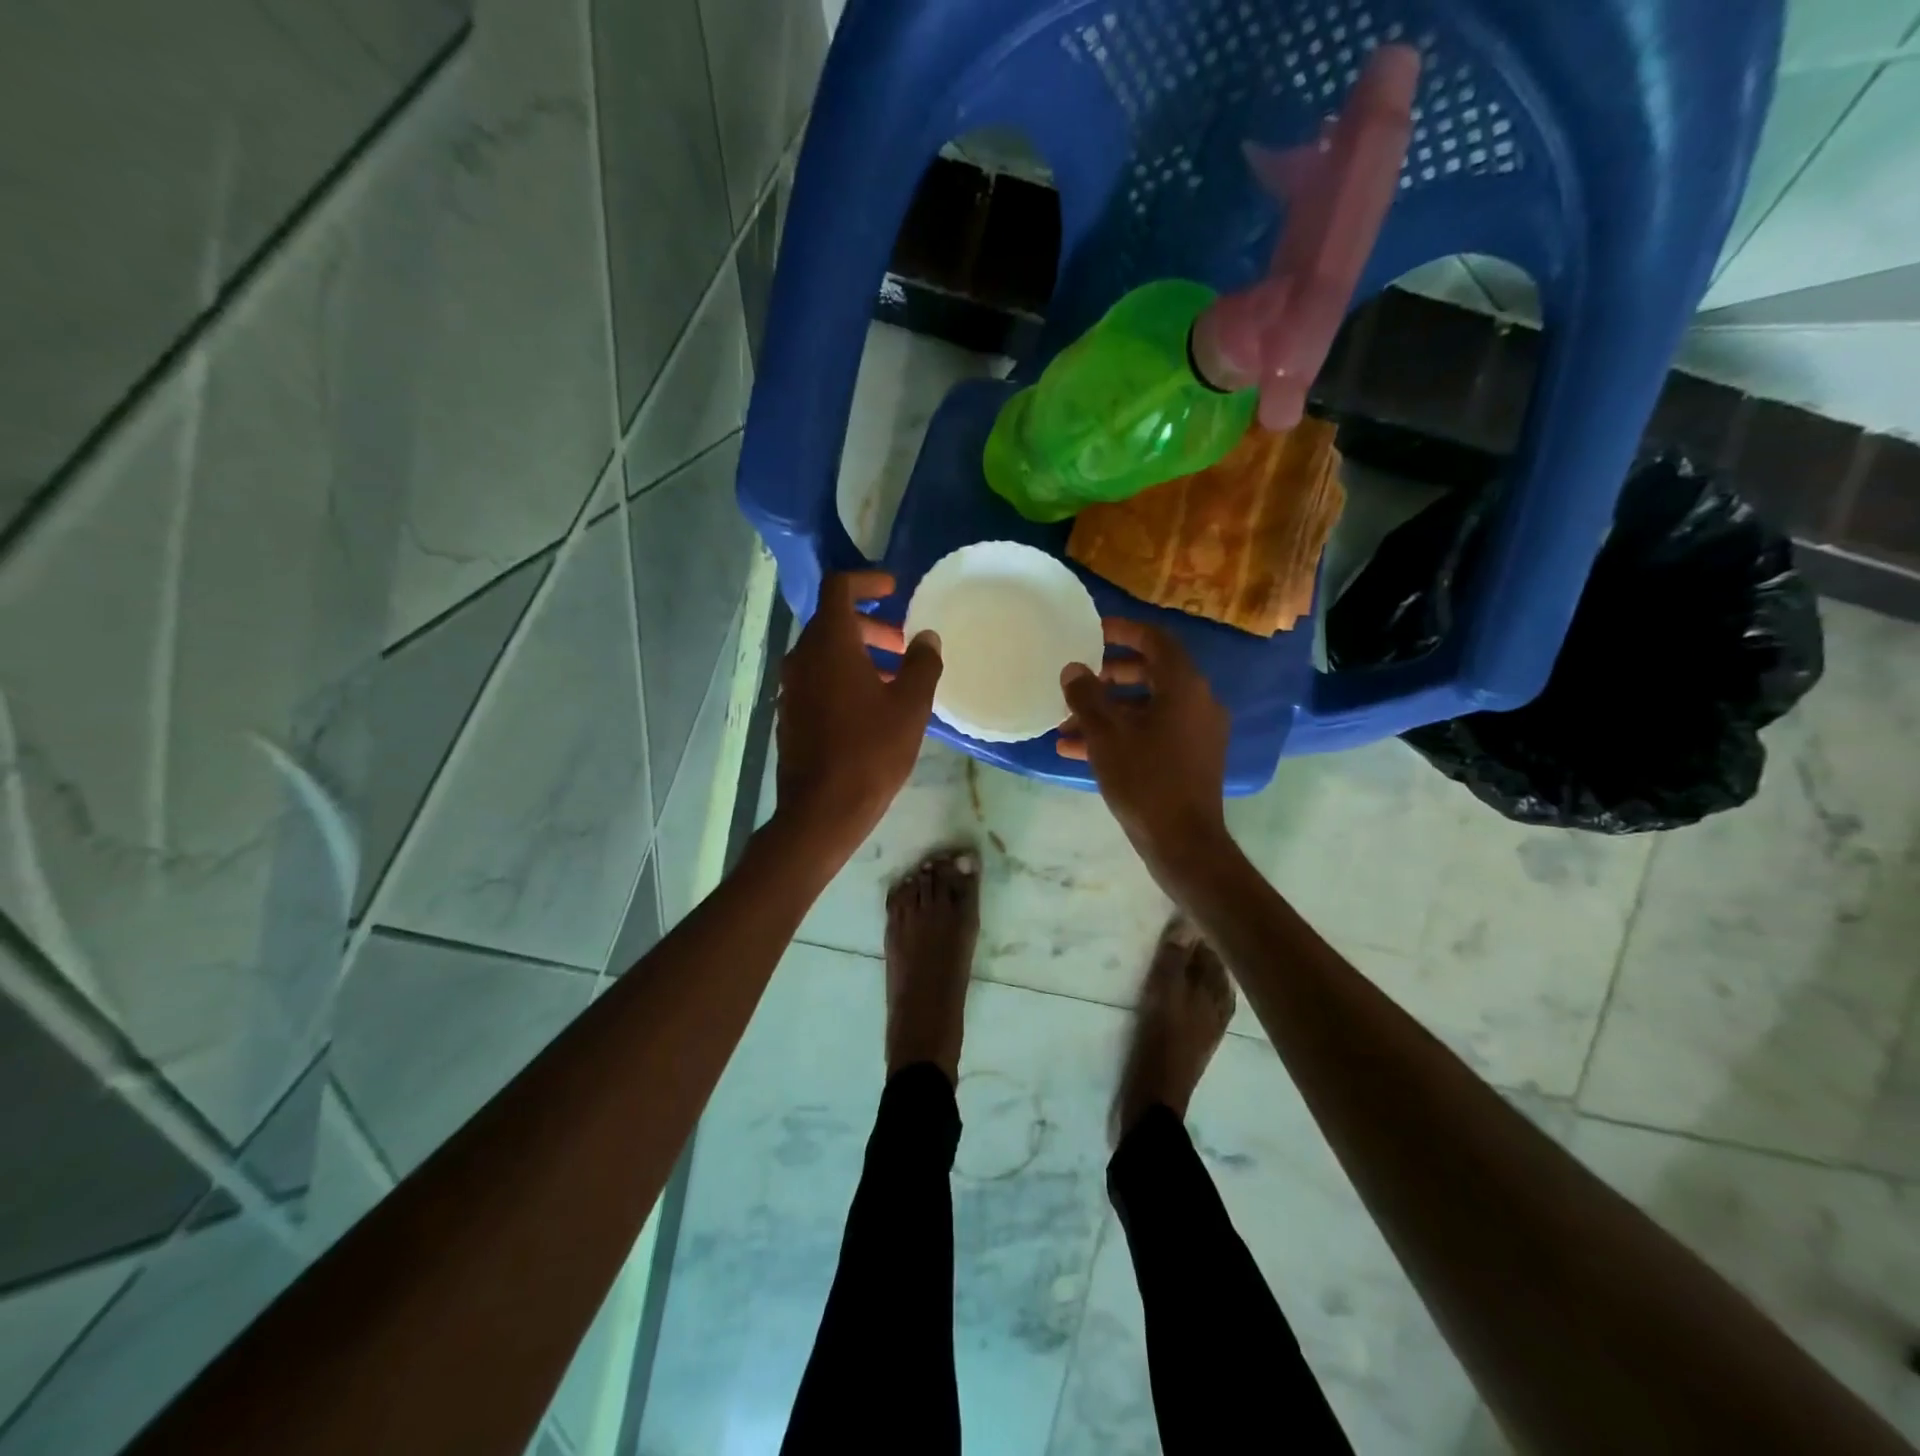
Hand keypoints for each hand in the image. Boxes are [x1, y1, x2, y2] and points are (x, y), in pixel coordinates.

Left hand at [775, 571, 941, 861]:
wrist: (821, 810)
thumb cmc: (870, 752)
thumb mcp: (910, 706)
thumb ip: (922, 665)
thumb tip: (926, 639)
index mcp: (829, 644)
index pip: (839, 588)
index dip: (867, 580)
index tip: (893, 588)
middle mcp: (802, 658)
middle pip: (832, 622)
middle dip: (870, 625)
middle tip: (902, 644)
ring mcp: (792, 687)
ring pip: (825, 653)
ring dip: (858, 653)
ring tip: (893, 678)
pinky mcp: (790, 714)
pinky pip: (818, 679)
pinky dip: (843, 677)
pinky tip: (870, 707)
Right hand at [1057, 618, 1235, 893]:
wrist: (1182, 841)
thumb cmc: (1144, 779)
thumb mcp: (1106, 735)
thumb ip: (1086, 696)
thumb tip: (1074, 669)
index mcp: (1184, 686)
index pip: (1156, 640)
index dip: (1124, 631)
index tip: (1093, 631)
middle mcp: (1198, 702)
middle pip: (1151, 673)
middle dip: (1109, 676)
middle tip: (1079, 681)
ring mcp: (1197, 732)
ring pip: (1147, 708)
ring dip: (1108, 712)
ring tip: (1066, 725)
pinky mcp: (1190, 758)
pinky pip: (1153, 732)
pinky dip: (1121, 734)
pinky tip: (1077, 749)